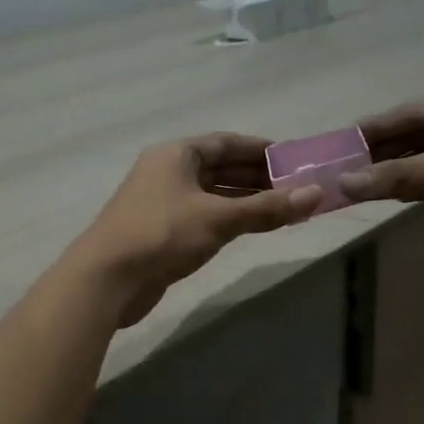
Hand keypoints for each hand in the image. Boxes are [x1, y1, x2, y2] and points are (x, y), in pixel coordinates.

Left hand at [68, 134, 321, 325]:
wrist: (107, 280)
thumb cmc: (161, 235)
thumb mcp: (218, 218)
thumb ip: (266, 208)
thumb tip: (316, 195)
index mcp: (176, 155)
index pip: (226, 143)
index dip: (260, 149)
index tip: (293, 159)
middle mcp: (168, 173)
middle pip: (220, 168)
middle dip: (258, 177)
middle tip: (296, 187)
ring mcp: (163, 203)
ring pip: (212, 195)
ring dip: (245, 201)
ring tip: (284, 208)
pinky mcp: (162, 232)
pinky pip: (204, 217)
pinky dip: (229, 219)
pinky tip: (252, 228)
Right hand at [341, 89, 423, 242]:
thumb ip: (409, 174)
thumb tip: (348, 182)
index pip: (411, 113)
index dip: (374, 128)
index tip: (338, 143)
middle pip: (418, 135)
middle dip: (383, 151)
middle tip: (343, 169)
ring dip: (400, 171)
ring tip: (362, 185)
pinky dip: (422, 188)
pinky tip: (399, 196)